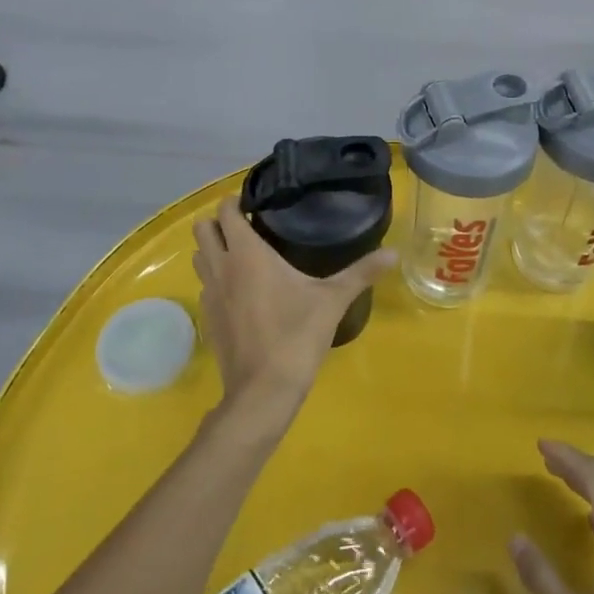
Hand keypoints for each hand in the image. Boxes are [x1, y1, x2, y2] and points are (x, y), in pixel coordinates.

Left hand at [191, 199, 392, 434]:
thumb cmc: (296, 336)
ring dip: (214, 250)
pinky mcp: (208, 319)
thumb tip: (394, 252)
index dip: (236, 201)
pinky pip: (205, 286)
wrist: (263, 392)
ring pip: (199, 258)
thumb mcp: (333, 300)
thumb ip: (361, 272)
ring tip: (243, 255)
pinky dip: (216, 280)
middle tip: (248, 227)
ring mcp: (210, 295)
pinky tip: (242, 292)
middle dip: (219, 223)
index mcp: (247, 253)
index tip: (256, 203)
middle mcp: (221, 267)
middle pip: (202, 229)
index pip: (226, 211)